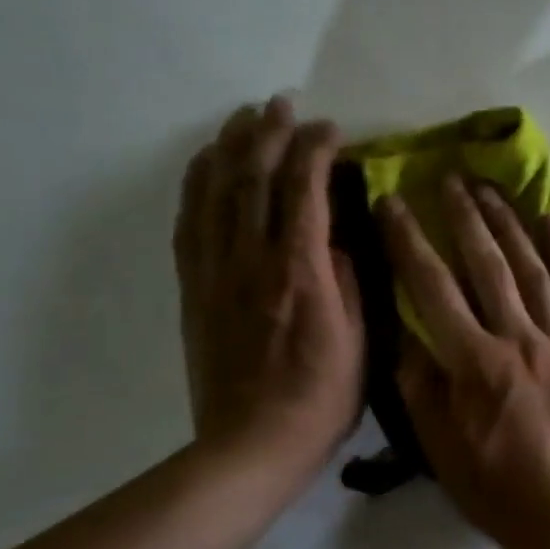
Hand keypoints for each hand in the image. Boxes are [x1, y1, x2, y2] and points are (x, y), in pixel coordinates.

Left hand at [174, 96, 364, 476]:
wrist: (251, 445)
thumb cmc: (321, 398)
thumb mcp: (360, 342)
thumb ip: (350, 282)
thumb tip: (338, 241)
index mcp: (300, 273)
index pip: (304, 192)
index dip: (315, 151)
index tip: (332, 129)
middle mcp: (251, 261)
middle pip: (253, 179)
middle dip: (268, 133)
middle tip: (281, 103)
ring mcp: (216, 273)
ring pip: (216, 193)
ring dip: (229, 148)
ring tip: (243, 117)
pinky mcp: (194, 289)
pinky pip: (189, 224)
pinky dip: (196, 185)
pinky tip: (205, 165)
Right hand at [378, 176, 549, 548]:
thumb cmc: (495, 485)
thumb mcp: (438, 444)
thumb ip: (420, 384)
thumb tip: (408, 332)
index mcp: (474, 363)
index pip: (433, 287)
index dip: (410, 241)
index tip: (393, 202)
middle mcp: (518, 339)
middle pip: (487, 265)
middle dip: (464, 216)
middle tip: (449, 177)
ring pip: (532, 269)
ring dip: (510, 224)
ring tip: (491, 188)